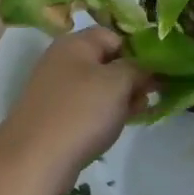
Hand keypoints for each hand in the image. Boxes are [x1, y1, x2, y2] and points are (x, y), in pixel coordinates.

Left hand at [0, 27, 149, 175]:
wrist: (36, 159)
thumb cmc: (81, 111)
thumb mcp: (118, 82)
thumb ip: (138, 69)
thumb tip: (147, 68)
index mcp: (75, 43)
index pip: (113, 35)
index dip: (137, 50)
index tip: (157, 71)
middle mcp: (62, 61)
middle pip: (106, 61)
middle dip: (131, 76)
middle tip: (152, 94)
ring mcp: (56, 90)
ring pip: (98, 86)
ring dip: (120, 96)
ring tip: (140, 111)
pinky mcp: (55, 116)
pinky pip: (87, 107)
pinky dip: (104, 112)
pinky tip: (119, 125)